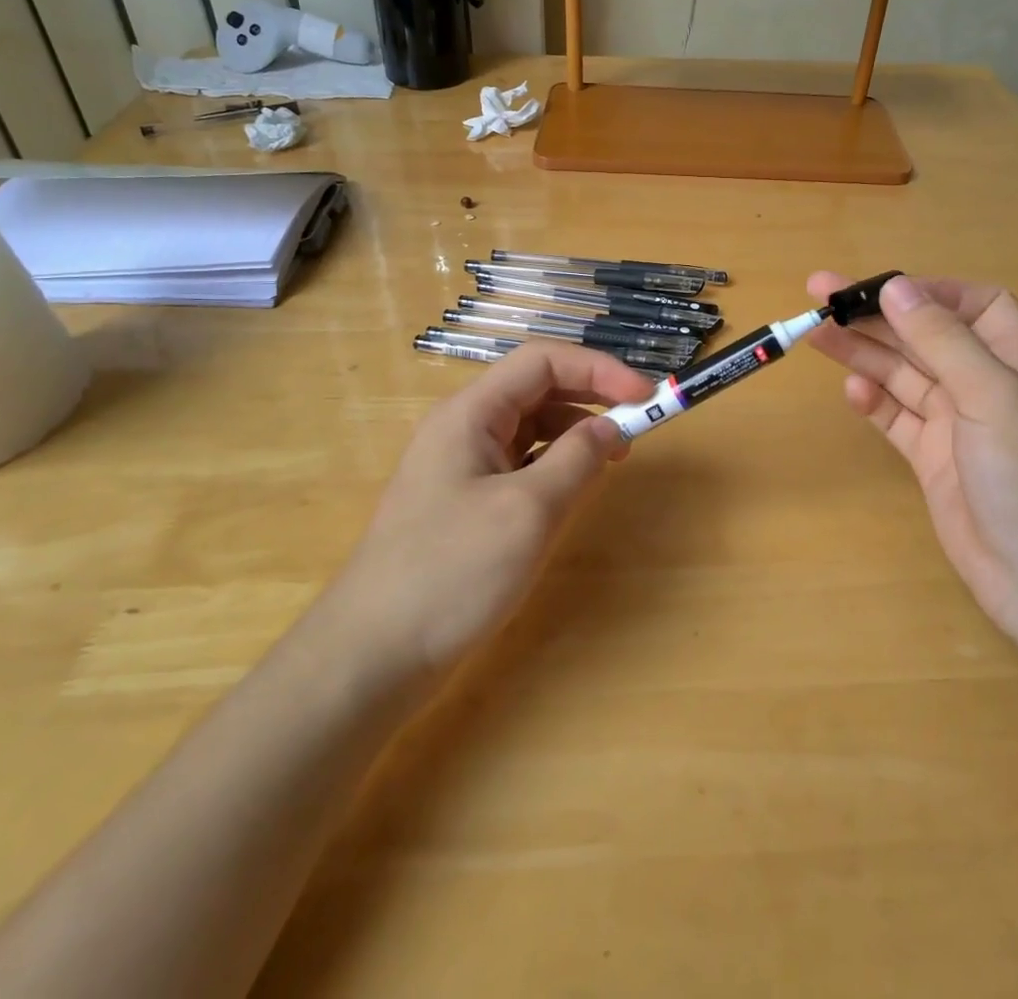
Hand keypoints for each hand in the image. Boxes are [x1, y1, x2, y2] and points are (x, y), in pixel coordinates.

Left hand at [333, 343, 654, 682]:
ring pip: (530, 428)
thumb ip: (577, 458)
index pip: (542, 361)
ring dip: (575, 432)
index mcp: (471, 413)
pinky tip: (572, 489)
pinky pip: (519, 465)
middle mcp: (464, 428)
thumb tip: (609, 426)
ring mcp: (461, 467)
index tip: (644, 395)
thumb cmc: (452, 572)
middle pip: (536, 389)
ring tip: (613, 458)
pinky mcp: (465, 503)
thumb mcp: (527, 511)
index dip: (598, 368)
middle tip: (637, 424)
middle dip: (590, 397)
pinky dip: (554, 466)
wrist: (373, 655)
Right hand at [806, 272, 1017, 643]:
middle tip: (819, 294)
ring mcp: (958, 423)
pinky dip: (874, 402)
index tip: (881, 288)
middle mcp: (987, 384)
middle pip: (926, 336)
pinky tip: (851, 392)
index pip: (974, 305)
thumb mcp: (993, 396)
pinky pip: (897, 418)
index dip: (929, 292)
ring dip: (863, 352)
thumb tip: (897, 286)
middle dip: (877, 316)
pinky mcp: (933, 458)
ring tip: (814, 332)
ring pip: (903, 374)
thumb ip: (942, 340)